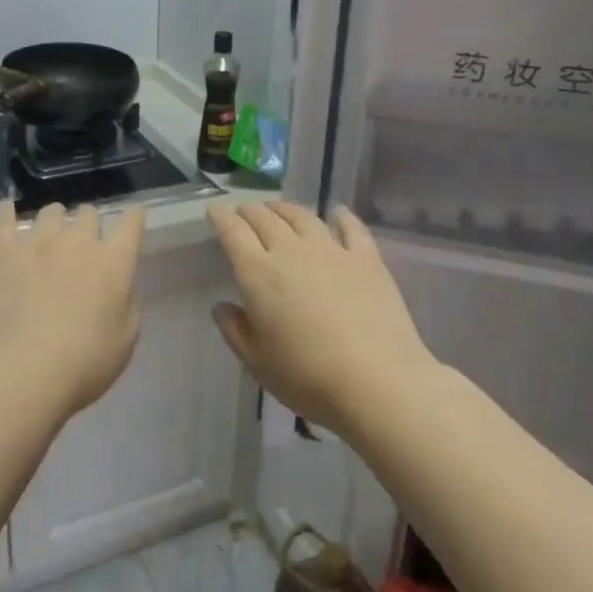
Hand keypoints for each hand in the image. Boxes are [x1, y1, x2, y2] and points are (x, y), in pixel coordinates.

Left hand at [0, 200, 147, 421]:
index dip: (133, 217)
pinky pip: (4, 217)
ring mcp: (38, 241)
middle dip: (89, 225)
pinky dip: (7, 212)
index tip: (132, 218)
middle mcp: (79, 241)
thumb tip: (120, 285)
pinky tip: (7, 211)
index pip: (131, 222)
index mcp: (114, 262)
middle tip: (82, 246)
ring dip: (55, 222)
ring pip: (51, 211)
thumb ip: (127, 304)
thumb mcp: (125, 341)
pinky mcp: (3, 249)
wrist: (21, 371)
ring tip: (47, 237)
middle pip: (89, 213)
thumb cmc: (82, 364)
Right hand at [208, 201, 435, 436]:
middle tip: (244, 212)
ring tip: (278, 209)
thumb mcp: (257, 362)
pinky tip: (336, 213)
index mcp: (258, 273)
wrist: (377, 382)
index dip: (221, 217)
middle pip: (265, 218)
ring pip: (302, 216)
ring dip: (285, 209)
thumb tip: (222, 306)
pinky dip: (340, 216)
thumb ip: (235, 330)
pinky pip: (350, 227)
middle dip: (250, 211)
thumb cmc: (307, 377)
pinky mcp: (366, 259)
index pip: (233, 232)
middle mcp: (291, 251)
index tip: (215, 210)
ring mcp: (332, 250)